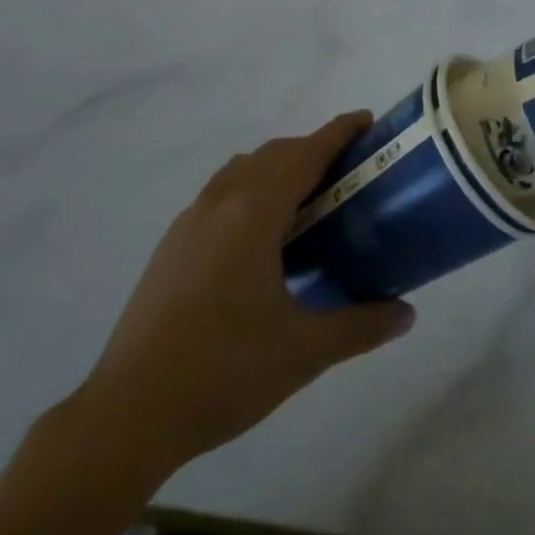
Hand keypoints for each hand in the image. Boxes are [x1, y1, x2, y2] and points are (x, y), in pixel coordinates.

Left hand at [71, 112, 415, 476]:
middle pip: (274, 154)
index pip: (306, 153)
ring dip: (277, 167)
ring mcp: (190, 221)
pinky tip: (258, 238)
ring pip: (242, 170)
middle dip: (312, 149)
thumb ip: (360, 326)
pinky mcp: (171, 244)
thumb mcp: (303, 352)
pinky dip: (249, 189)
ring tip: (306, 199)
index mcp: (254, 212)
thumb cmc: (223, 372)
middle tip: (347, 171)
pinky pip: (219, 193)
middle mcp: (221, 202)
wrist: (128, 414)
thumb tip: (406, 314)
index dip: (339, 132)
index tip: (367, 121)